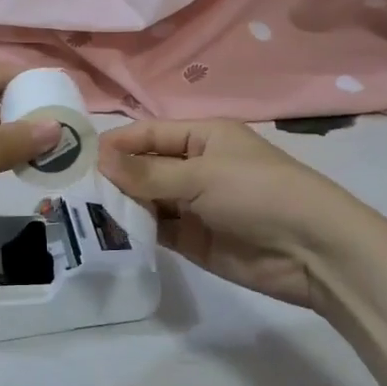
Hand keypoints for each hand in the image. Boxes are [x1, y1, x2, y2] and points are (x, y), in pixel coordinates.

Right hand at [98, 120, 386, 307]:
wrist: (314, 251)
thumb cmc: (259, 193)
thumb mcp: (201, 175)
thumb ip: (148, 172)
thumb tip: (99, 159)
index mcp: (203, 136)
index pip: (149, 134)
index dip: (117, 144)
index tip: (79, 158)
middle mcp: (195, 167)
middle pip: (145, 167)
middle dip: (114, 176)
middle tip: (71, 189)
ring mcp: (194, 205)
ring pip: (148, 199)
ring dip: (121, 204)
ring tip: (81, 212)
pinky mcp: (195, 240)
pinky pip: (158, 230)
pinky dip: (136, 231)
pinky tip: (108, 234)